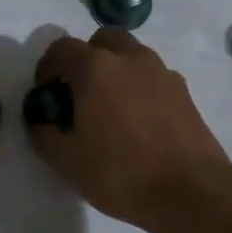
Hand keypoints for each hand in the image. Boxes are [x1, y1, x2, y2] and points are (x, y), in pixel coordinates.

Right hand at [27, 29, 231, 231]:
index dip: (47, 67)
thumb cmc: (120, 173)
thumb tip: (41, 121)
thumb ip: (44, 135)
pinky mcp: (184, 92)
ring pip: (132, 56)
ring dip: (115, 71)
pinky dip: (139, 87)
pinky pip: (153, 77)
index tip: (46, 93)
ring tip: (110, 109)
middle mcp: (130, 59)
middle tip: (79, 93)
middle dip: (86, 59)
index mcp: (96, 68)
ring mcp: (162, 73)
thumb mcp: (67, 162)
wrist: (190, 191)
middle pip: (103, 41)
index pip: (62, 48)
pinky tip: (138, 123)